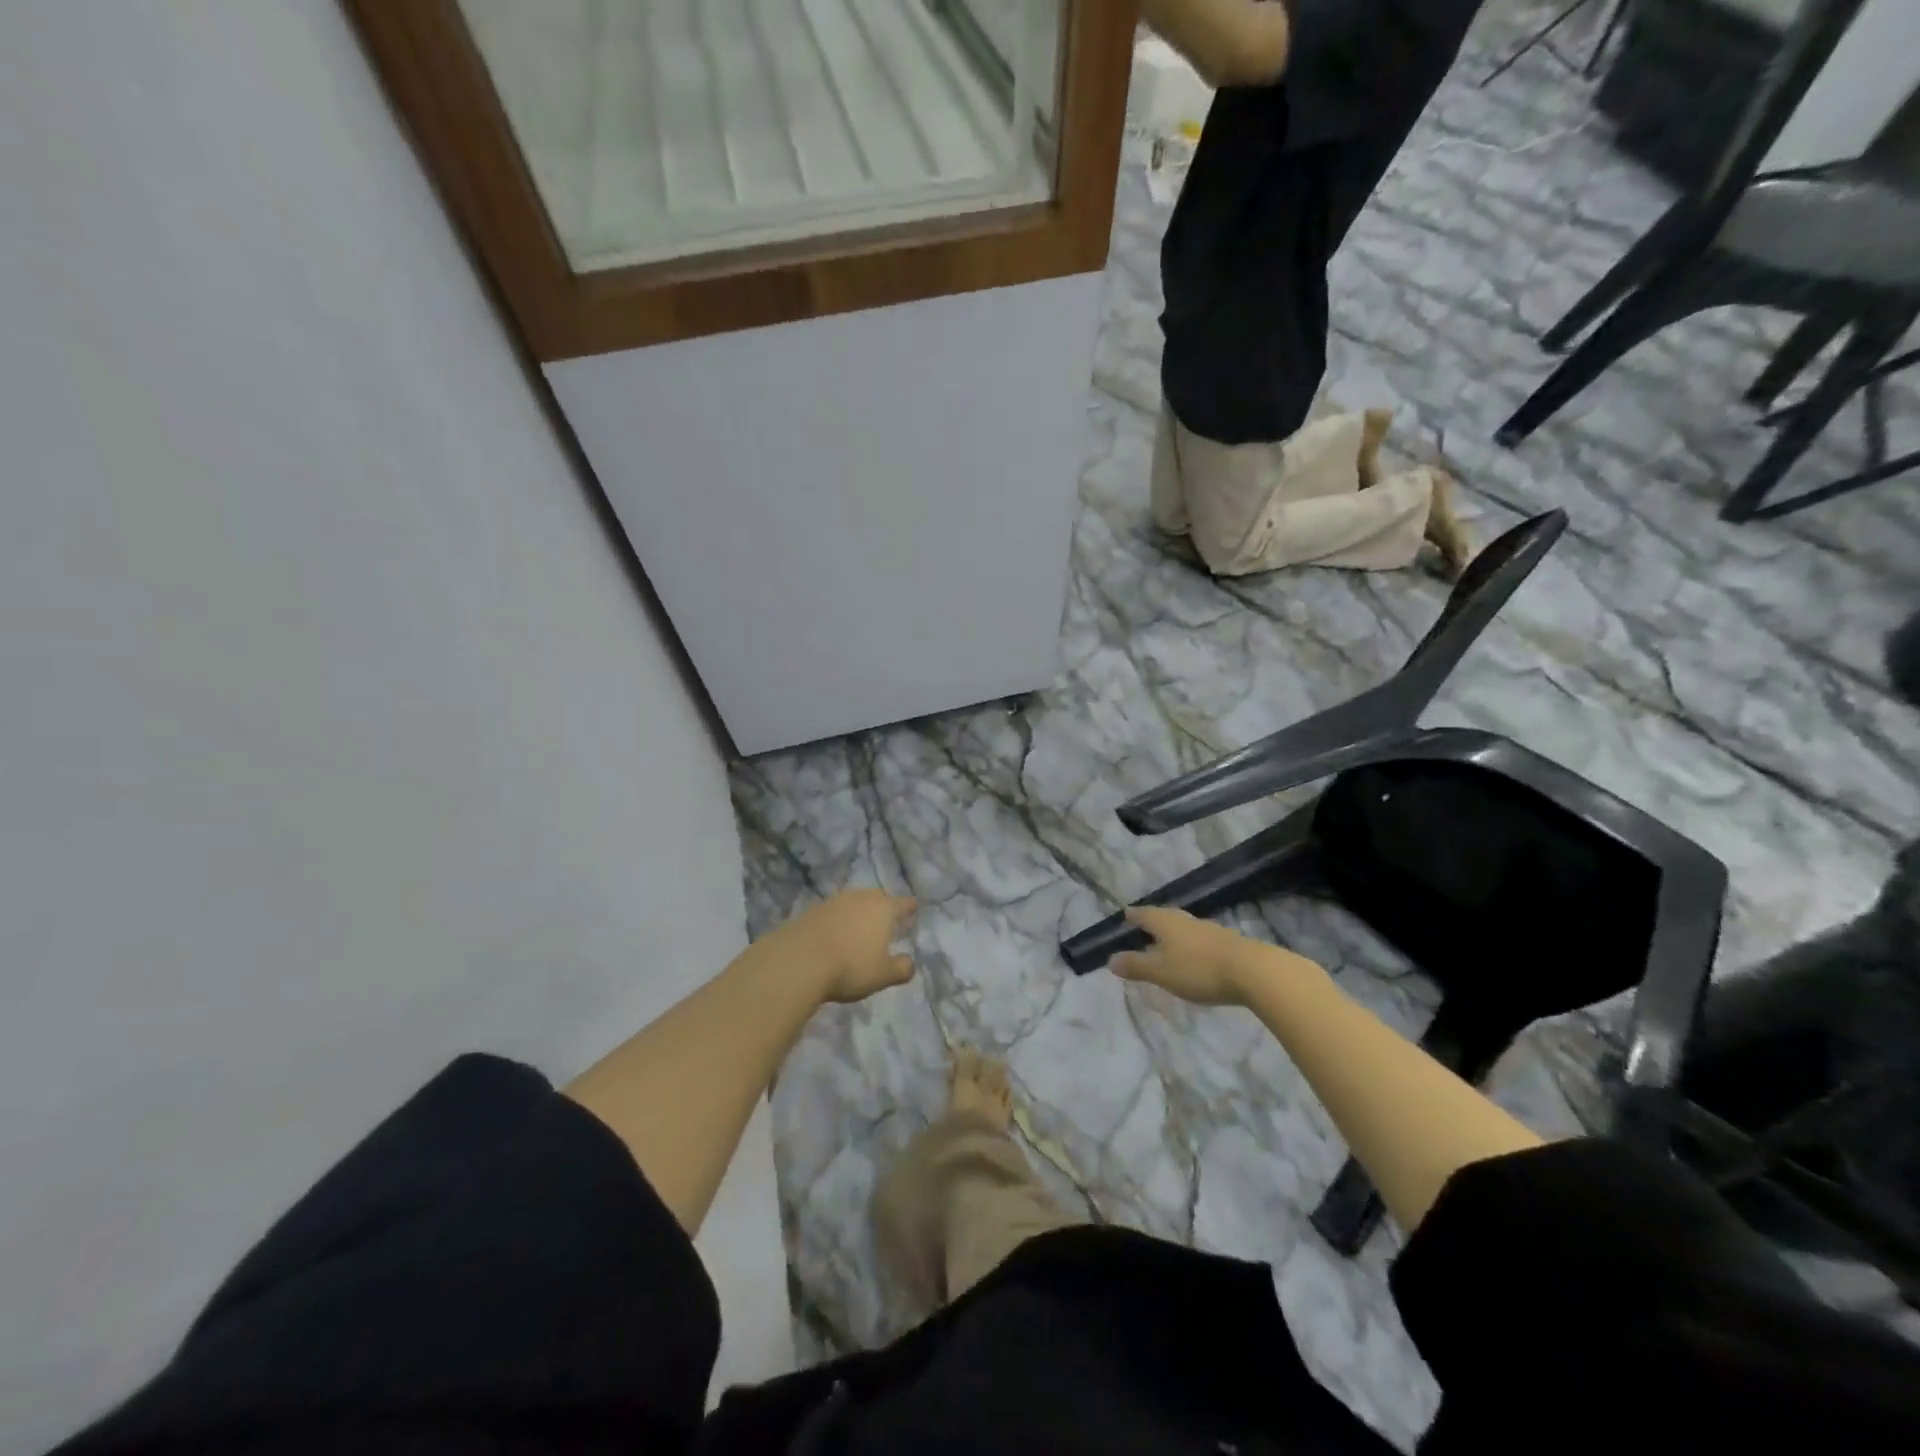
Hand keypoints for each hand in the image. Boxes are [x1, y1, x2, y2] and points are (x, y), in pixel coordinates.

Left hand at [777, 890, 916, 1004]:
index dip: (910, 907)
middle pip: (877, 897)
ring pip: (854, 902)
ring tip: (860, 928)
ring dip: (858, 913)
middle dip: (883, 907)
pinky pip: (834, 912)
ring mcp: (835, 901)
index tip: (914, 908)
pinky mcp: (813, 910)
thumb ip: (902, 968)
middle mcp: (861, 898)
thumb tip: (910, 963)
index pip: (903, 903)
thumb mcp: (882, 975)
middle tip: (886, 921)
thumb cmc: (850, 966)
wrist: (799, 960)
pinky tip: (835, 935)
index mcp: (883, 909)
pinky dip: (839, 920)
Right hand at [1111, 905, 1312, 1005]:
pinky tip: (1191, 957)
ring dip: (1171, 935)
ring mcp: (1207, 929)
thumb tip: (1110, 959)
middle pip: (1163, 917)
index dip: (1132, 916)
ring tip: (1164, 945)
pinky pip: (1198, 939)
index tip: (1124, 916)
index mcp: (1164, 922)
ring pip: (1182, 927)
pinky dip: (1188, 945)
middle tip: (1141, 929)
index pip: (1142, 913)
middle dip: (1151, 923)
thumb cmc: (1199, 969)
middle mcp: (1184, 919)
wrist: (1253, 971)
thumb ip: (1136, 965)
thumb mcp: (1161, 972)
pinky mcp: (1225, 942)